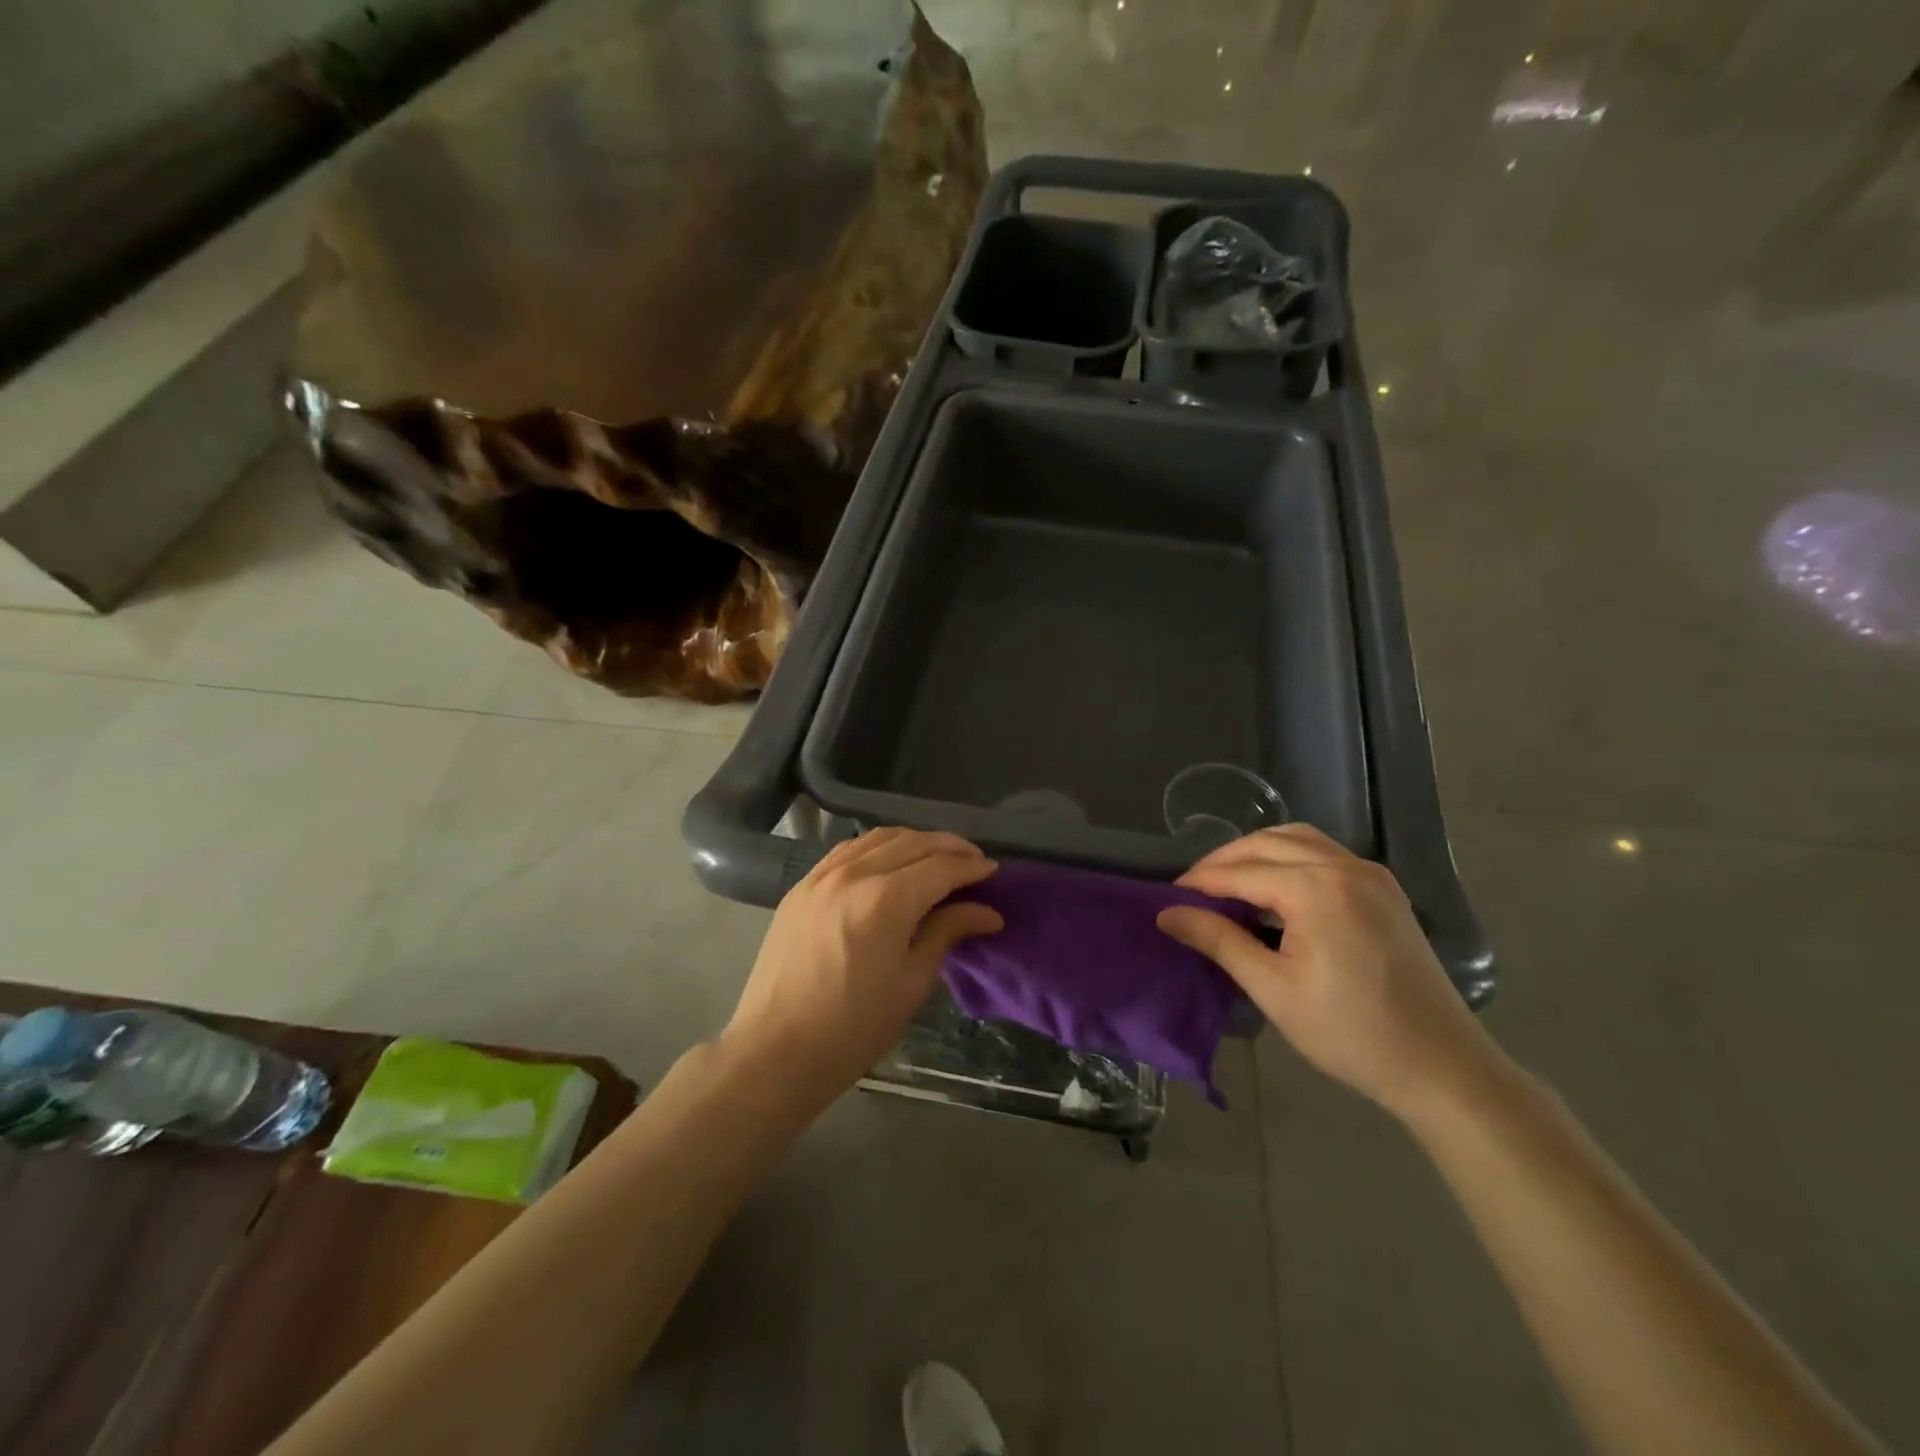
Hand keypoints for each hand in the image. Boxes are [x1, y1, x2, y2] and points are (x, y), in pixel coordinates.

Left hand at [721, 828, 1002, 1099]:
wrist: (775, 1051)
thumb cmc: (853, 1028)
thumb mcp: (911, 983)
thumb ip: (947, 933)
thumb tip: (988, 912)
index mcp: (885, 900)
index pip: (940, 867)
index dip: (971, 866)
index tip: (994, 871)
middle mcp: (853, 874)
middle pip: (912, 842)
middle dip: (949, 847)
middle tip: (974, 861)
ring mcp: (821, 875)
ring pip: (878, 838)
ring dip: (914, 841)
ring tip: (937, 856)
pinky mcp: (801, 886)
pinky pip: (848, 850)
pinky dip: (877, 846)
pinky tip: (889, 861)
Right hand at [1156, 825, 1504, 1121]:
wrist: (1443, 1068)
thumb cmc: (1351, 1034)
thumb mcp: (1273, 988)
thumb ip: (1218, 941)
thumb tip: (1167, 914)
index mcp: (1317, 888)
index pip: (1240, 871)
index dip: (1199, 882)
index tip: (1166, 898)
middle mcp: (1345, 866)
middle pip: (1266, 843)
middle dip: (1223, 861)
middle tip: (1191, 891)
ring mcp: (1370, 874)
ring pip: (1296, 839)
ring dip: (1256, 852)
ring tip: (1227, 884)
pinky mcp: (1384, 889)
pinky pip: (1323, 853)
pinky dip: (1289, 858)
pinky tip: (1273, 889)